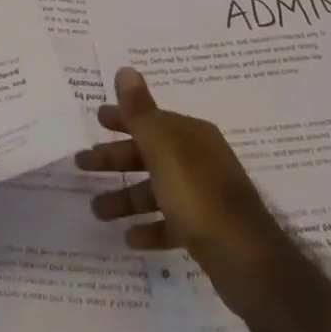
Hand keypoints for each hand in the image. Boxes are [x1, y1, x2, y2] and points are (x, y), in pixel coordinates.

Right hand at [76, 68, 283, 313]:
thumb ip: (140, 111)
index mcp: (190, 135)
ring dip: (126, 198)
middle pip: (148, 153)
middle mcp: (199, 159)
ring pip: (156, 190)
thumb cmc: (199, 197)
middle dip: (115, 159)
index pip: (150, 119)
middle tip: (81, 164)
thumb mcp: (163, 149)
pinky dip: (150, 227)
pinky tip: (131, 238)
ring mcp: (204, 196)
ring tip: (97, 211)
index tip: (96, 120)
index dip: (122, 118)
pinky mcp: (207, 230)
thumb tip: (125, 69)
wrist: (248, 262)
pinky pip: (171, 222)